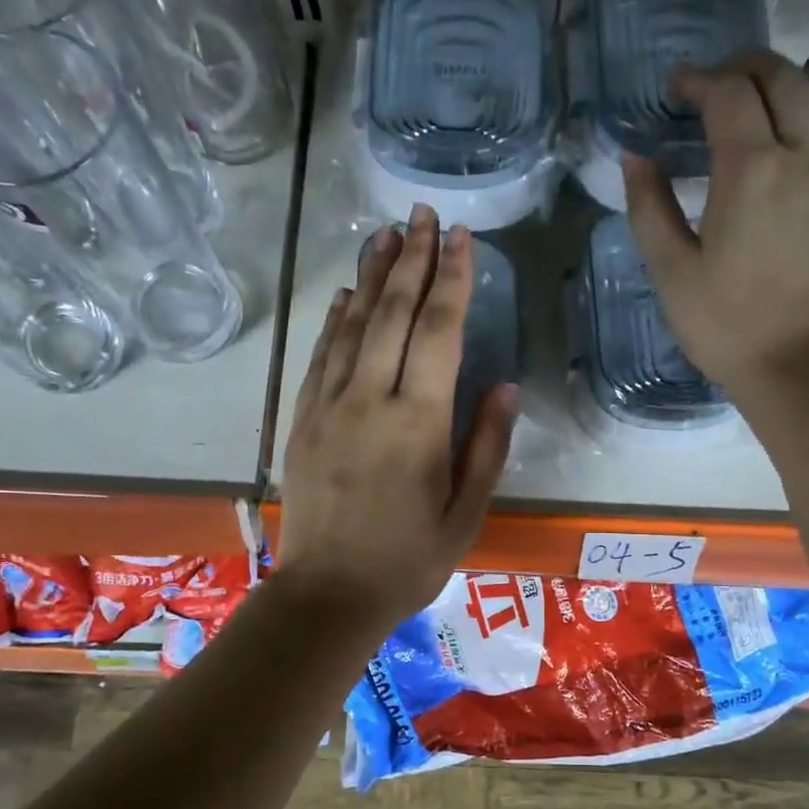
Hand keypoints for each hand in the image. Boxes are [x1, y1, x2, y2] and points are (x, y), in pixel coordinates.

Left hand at [277, 205, 516, 632]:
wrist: (328, 595)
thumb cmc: (407, 561)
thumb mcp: (465, 513)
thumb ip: (486, 445)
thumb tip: (504, 385)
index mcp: (418, 423)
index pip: (438, 332)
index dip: (451, 280)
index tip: (460, 237)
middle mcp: (370, 400)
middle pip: (392, 314)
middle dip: (410, 259)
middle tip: (422, 213)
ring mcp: (328, 406)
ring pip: (352, 326)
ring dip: (371, 275)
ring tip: (385, 233)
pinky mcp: (303, 420)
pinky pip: (321, 356)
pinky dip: (336, 319)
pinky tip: (348, 294)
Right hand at [621, 52, 808, 401]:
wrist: (798, 366)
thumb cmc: (725, 324)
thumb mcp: (671, 271)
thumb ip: (650, 208)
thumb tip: (635, 157)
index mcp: (749, 170)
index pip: (728, 95)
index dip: (699, 80)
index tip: (674, 89)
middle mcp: (800, 158)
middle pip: (782, 80)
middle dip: (745, 67)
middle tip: (713, 81)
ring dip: (793, 74)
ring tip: (768, 76)